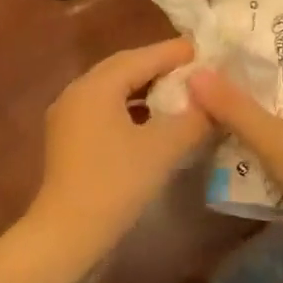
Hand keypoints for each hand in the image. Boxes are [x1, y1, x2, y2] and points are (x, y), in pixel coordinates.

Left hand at [25, 39, 211, 263]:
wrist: (68, 232)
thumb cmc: (116, 183)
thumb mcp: (163, 148)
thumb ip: (193, 119)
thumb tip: (214, 102)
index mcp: (95, 86)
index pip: (140, 58)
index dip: (173, 53)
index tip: (204, 50)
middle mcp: (76, 92)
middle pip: (123, 69)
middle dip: (158, 67)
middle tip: (194, 68)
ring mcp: (68, 117)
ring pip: (112, 91)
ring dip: (145, 89)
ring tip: (178, 93)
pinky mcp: (68, 140)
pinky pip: (104, 111)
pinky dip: (131, 109)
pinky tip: (153, 122)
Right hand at [187, 70, 282, 253]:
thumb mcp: (272, 136)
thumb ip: (233, 107)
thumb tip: (195, 73)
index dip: (275, 62)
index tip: (239, 62)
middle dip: (263, 101)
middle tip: (223, 94)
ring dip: (266, 135)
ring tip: (223, 126)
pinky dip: (274, 166)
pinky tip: (242, 167)